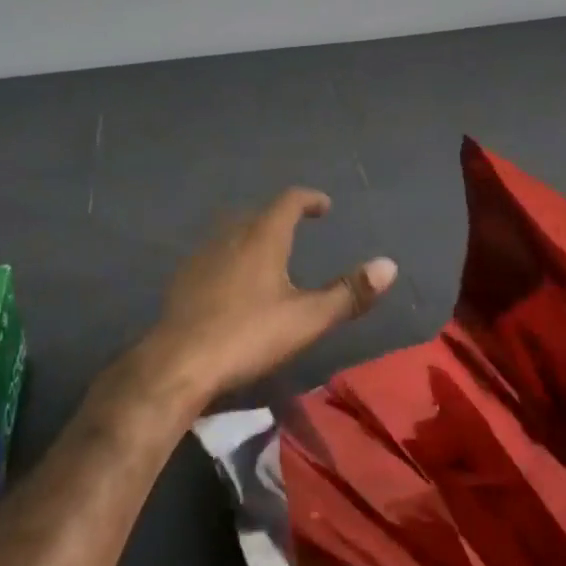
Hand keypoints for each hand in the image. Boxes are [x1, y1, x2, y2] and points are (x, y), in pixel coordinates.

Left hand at [135, 188, 396, 408]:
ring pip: (232, 234)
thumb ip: (348, 293)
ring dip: (252, 237)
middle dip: (280, 218)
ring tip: (267, 257)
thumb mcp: (306, 319)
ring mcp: (202, 257)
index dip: (309, 199)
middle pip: (258, 215)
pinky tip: (231, 287)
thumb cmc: (247, 336)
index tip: (324, 206)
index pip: (288, 201)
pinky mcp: (182, 281)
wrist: (176, 365)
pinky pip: (213, 257)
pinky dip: (230, 259)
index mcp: (263, 237)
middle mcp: (231, 237)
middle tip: (297, 230)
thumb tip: (389, 265)